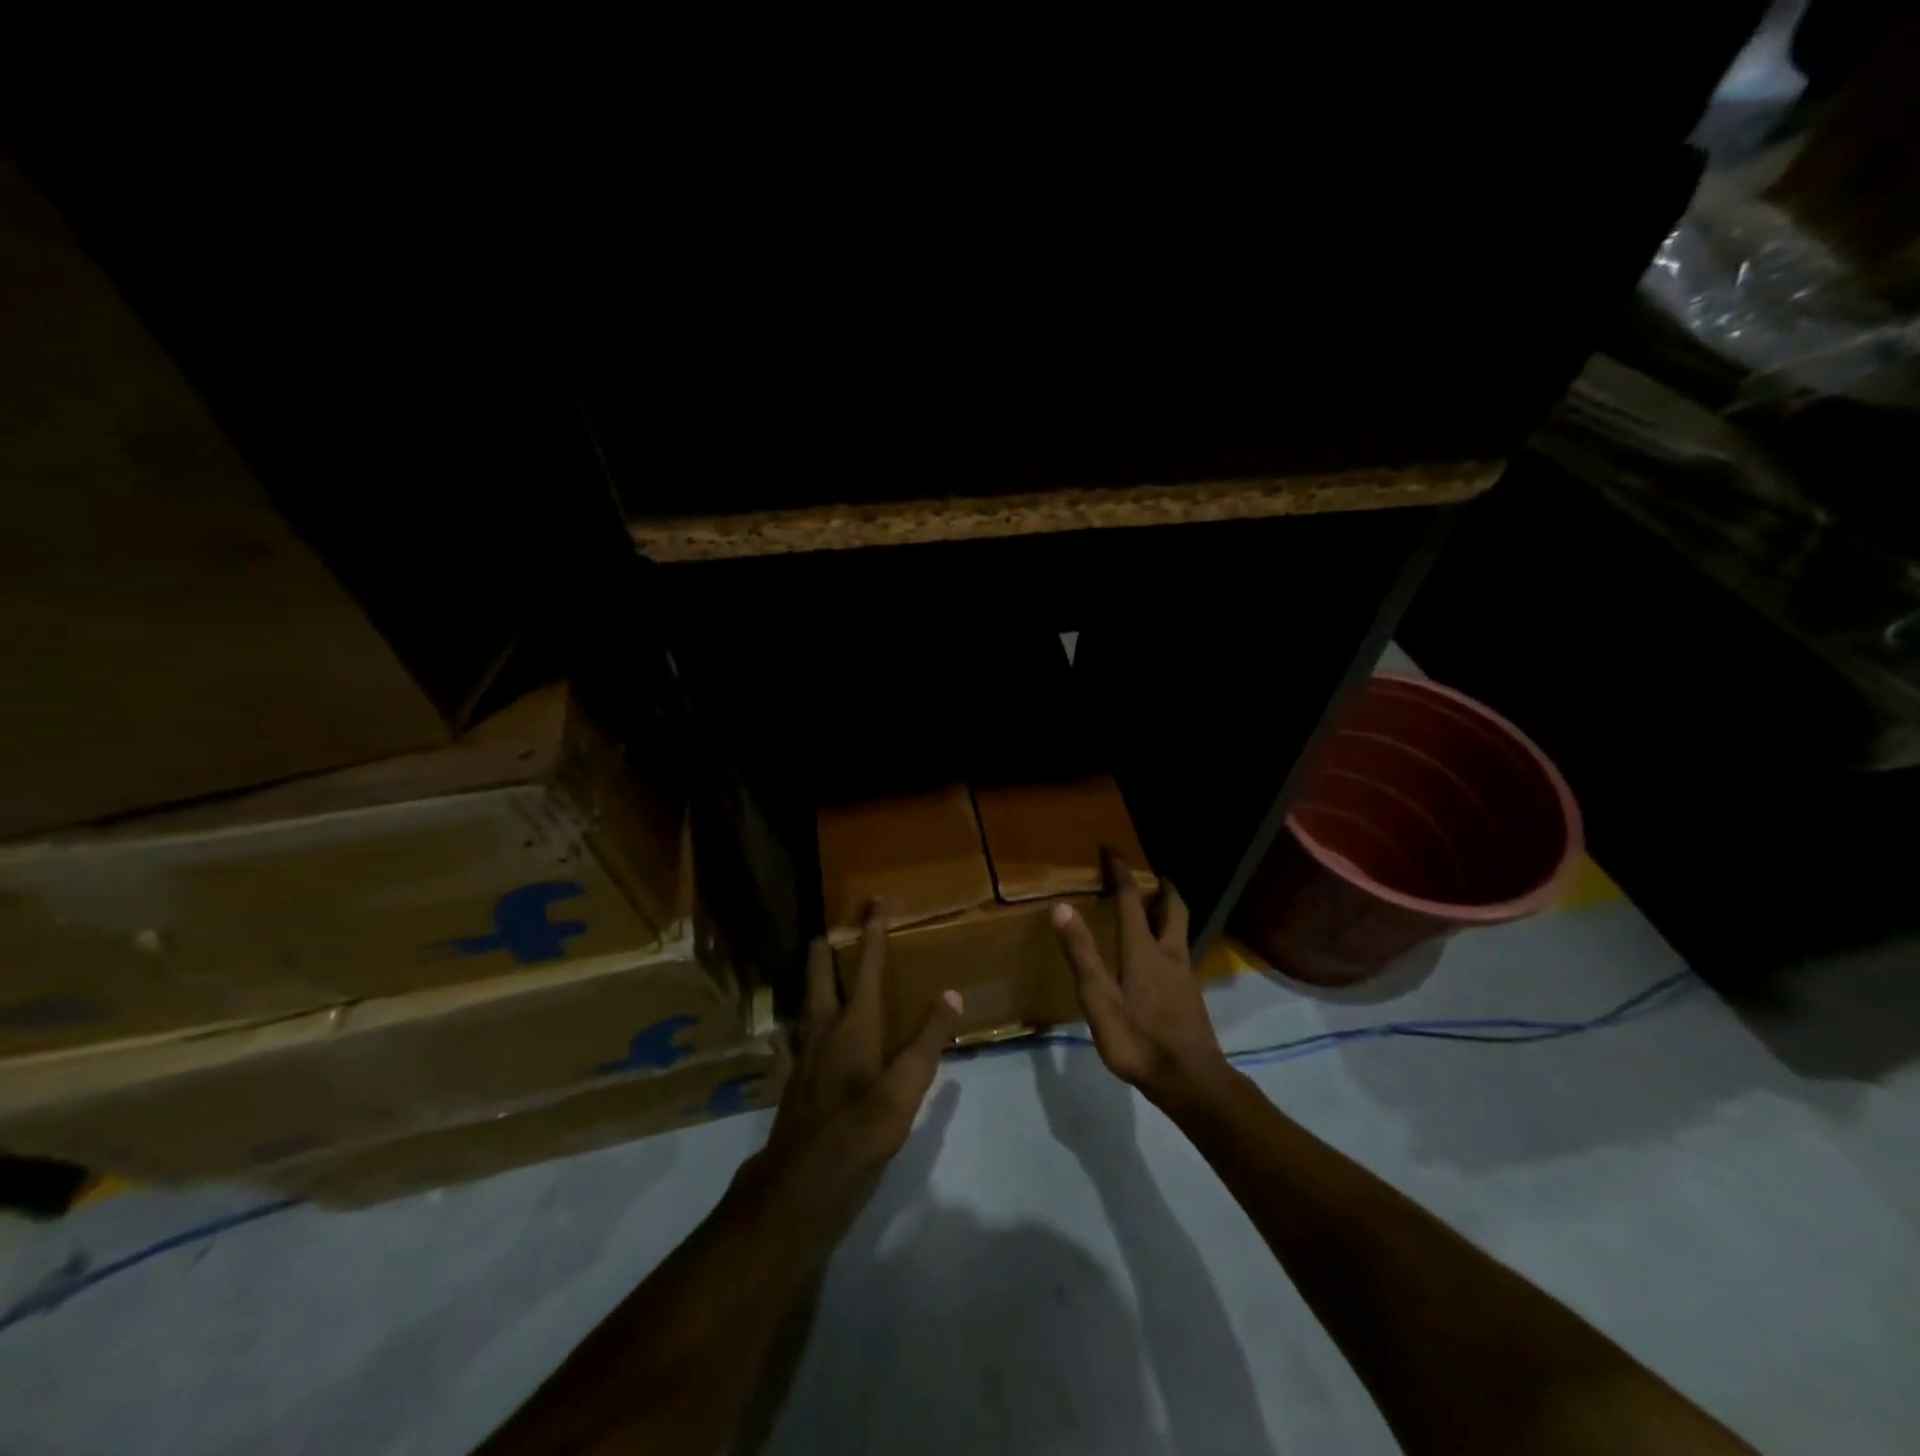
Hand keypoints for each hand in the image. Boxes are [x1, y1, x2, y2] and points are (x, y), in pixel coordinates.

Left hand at [760, 907, 963, 1201]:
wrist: (802, 1185)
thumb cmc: (859, 1131)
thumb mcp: (906, 1089)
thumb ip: (928, 1040)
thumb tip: (952, 993)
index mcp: (853, 1025)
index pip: (865, 968)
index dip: (872, 934)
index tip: (875, 902)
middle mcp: (824, 1031)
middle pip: (819, 979)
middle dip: (823, 953)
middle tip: (826, 931)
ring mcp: (805, 1057)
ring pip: (807, 1006)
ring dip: (814, 983)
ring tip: (819, 973)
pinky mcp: (797, 1082)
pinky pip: (804, 1035)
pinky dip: (810, 1019)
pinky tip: (812, 1035)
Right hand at [1051, 851, 1231, 1106]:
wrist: (1191, 1081)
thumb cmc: (1138, 1040)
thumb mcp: (1099, 1000)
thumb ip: (1082, 954)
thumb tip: (1061, 907)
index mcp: (1142, 950)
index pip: (1131, 900)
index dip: (1120, 873)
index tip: (1111, 850)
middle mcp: (1168, 953)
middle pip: (1172, 908)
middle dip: (1162, 886)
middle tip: (1152, 874)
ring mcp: (1184, 974)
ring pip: (1180, 929)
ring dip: (1169, 910)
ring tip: (1156, 906)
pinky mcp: (1190, 995)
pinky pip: (1181, 950)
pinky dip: (1171, 936)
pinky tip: (1160, 955)